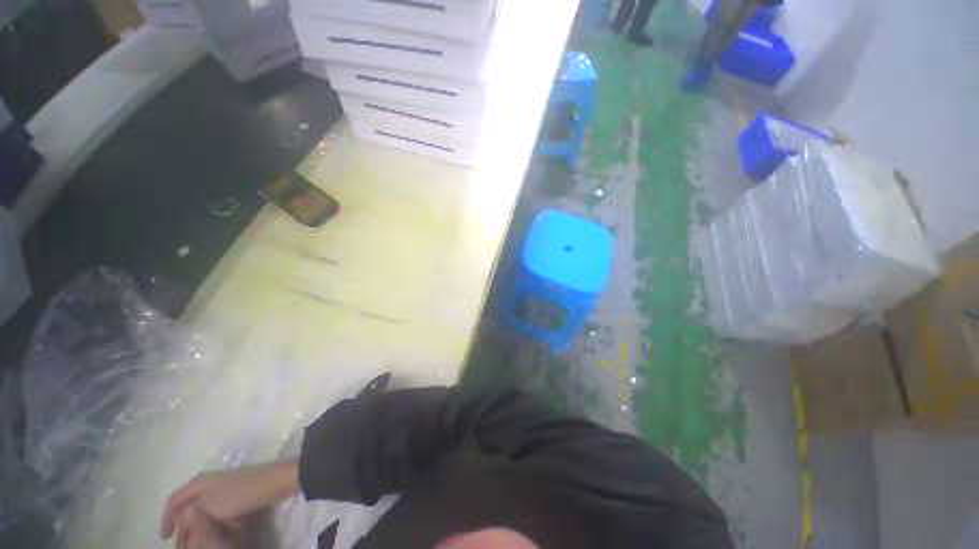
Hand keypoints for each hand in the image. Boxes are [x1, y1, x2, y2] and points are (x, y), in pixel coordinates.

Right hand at [161, 459, 299, 540]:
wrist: (275, 483)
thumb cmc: (240, 495)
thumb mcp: (209, 507)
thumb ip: (190, 515)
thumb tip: (181, 518)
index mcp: (199, 482)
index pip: (174, 501)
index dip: (166, 519)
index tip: (165, 538)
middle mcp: (210, 483)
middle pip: (191, 509)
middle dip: (190, 529)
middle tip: (188, 546)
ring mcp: (226, 489)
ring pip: (211, 514)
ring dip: (213, 527)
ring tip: (220, 535)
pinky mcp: (240, 495)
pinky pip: (227, 513)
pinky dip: (230, 522)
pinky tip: (239, 525)